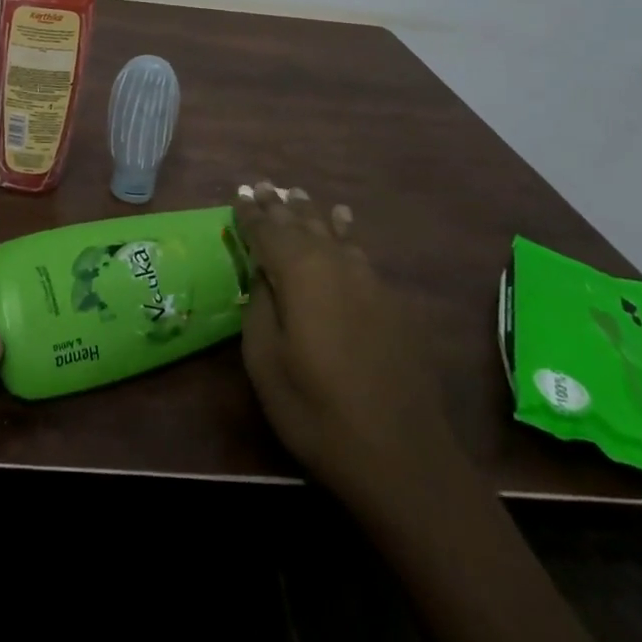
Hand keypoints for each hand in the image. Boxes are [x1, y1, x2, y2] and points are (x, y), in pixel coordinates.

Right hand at [234, 182, 449, 509]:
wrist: (402, 456)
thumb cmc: (317, 411)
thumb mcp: (266, 363)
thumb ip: (260, 308)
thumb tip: (264, 276)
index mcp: (298, 273)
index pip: (267, 231)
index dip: (251, 213)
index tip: (239, 192)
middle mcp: (333, 264)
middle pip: (300, 224)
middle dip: (279, 205)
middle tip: (264, 185)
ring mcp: (366, 280)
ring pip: (331, 232)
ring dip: (310, 213)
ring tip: (296, 194)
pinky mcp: (390, 301)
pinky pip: (357, 250)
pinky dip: (344, 230)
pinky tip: (343, 221)